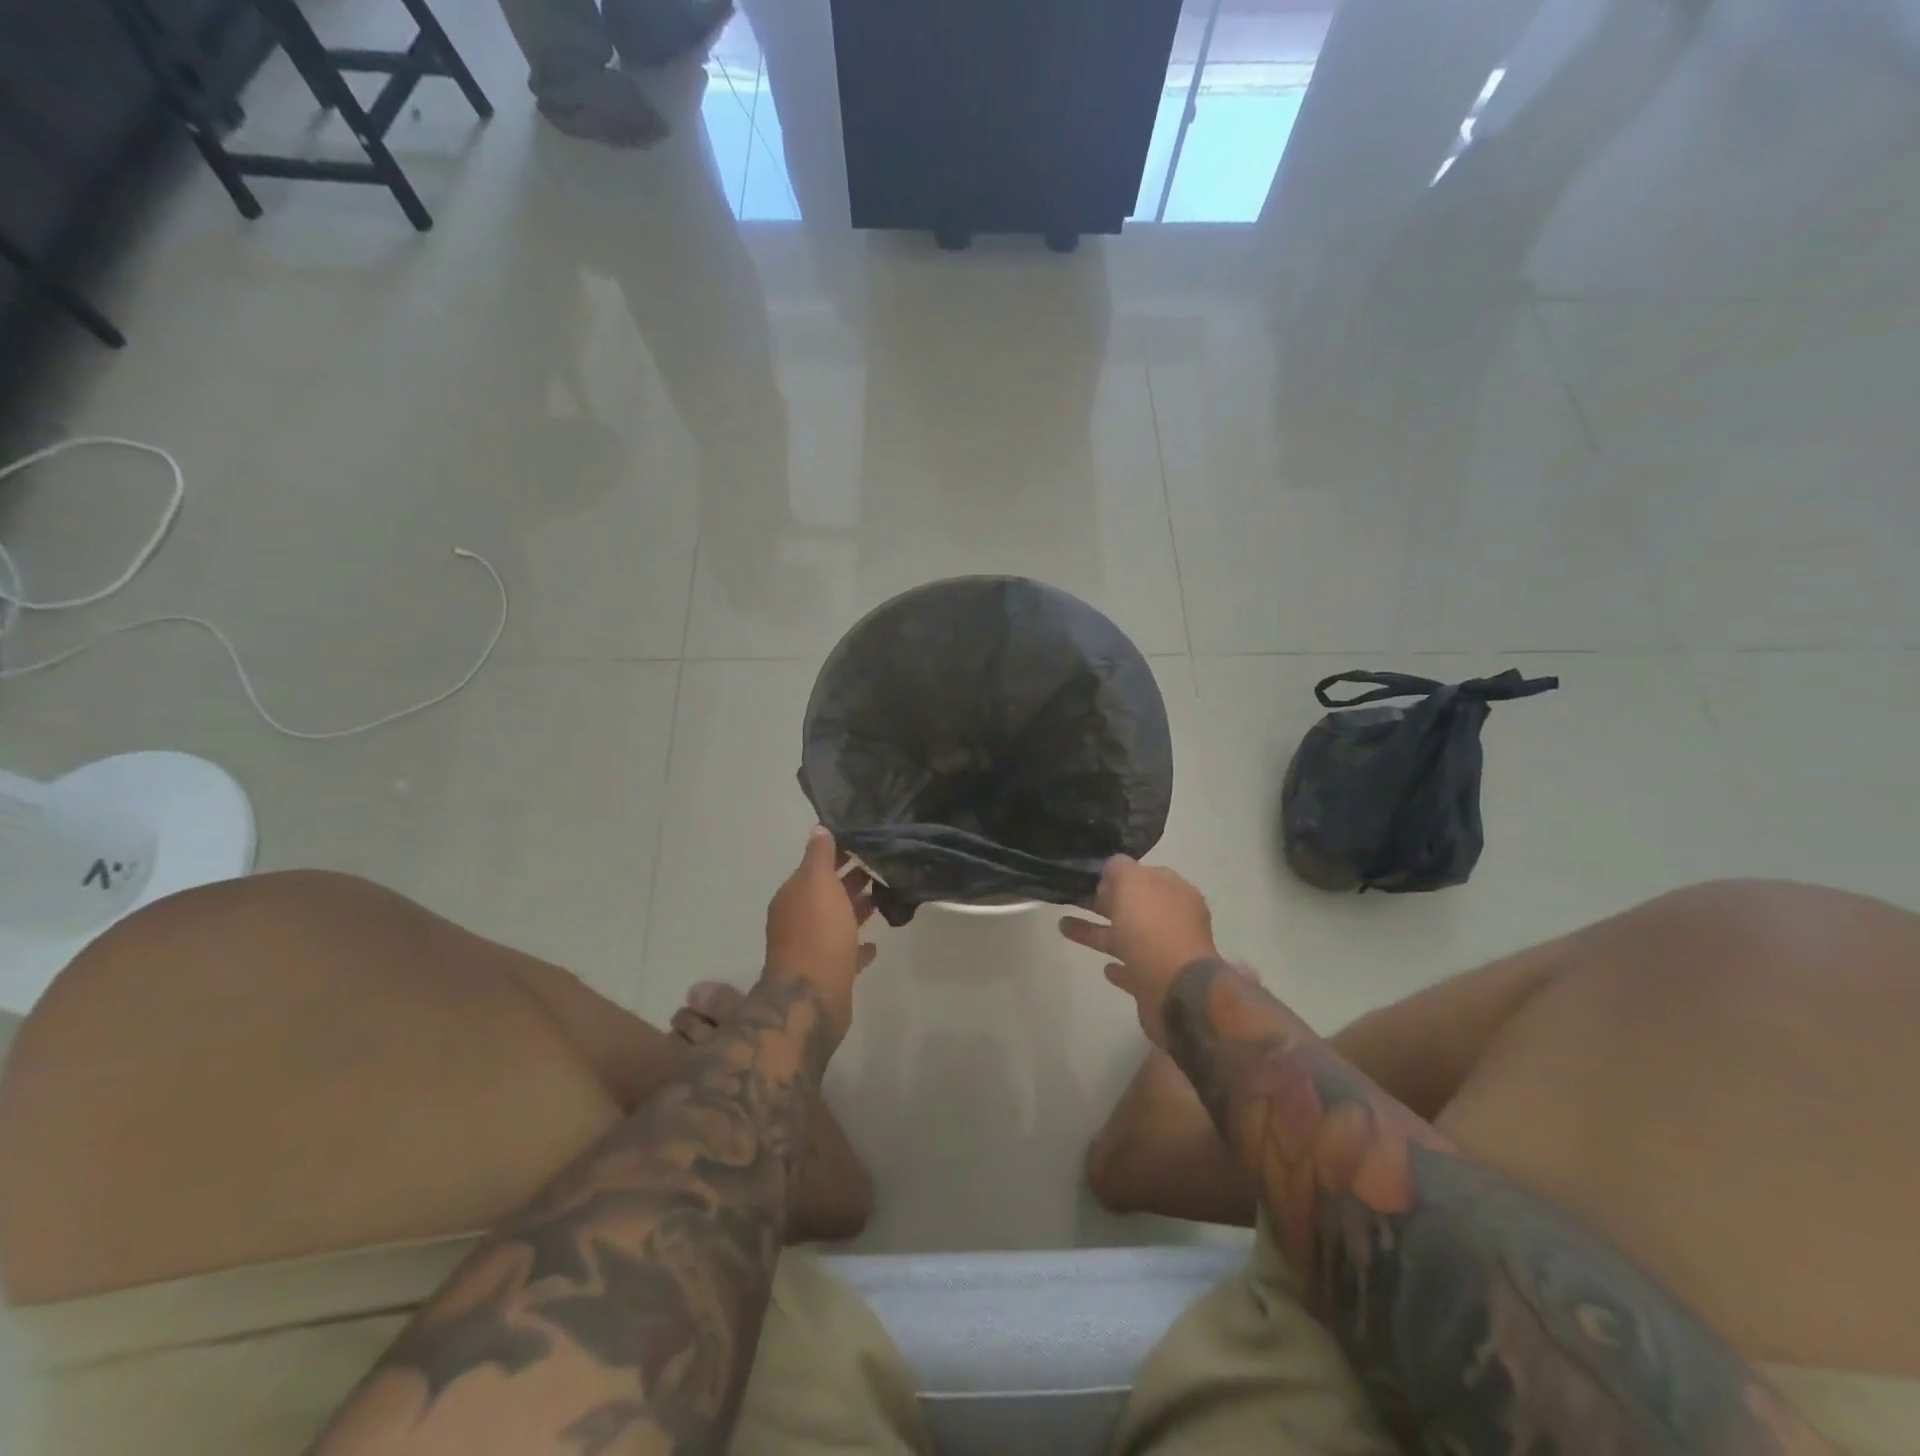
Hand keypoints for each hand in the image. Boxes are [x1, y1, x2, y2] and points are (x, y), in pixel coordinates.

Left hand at [762, 827, 876, 1043]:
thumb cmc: (817, 933)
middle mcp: (798, 920)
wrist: (812, 997)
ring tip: (885, 898)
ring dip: (856, 909)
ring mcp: (812, 948)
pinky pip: (845, 952)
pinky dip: (858, 945)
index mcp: (793, 896)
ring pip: (837, 921)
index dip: (839, 854)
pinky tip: (875, 943)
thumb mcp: (818, 883)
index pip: (815, 866)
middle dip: (850, 880)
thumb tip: (819, 828)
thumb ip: (820, 856)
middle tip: (883, 867)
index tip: (866, 844)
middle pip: (827, 893)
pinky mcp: (828, 973)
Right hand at [1060, 856, 1216, 1047]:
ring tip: (1063, 927)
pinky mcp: (1156, 982)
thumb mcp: (1132, 883)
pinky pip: (1133, 969)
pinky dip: (1119, 967)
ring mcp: (1166, 952)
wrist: (1176, 991)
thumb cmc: (1152, 929)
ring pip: (1126, 937)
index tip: (1087, 876)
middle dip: (1100, 902)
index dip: (1115, 875)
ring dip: (1097, 932)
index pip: (1142, 875)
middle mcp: (1173, 919)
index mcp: (1173, 891)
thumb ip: (1120, 868)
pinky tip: (1105, 968)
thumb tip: (1112, 867)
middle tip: (1069, 898)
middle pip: (1132, 906)